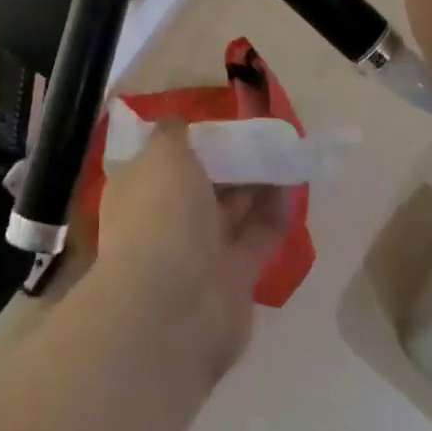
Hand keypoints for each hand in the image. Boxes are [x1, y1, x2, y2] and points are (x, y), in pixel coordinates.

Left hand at [93, 120, 292, 378]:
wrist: (173, 308)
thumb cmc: (160, 215)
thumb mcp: (162, 154)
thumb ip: (173, 134)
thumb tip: (176, 124)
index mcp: (138, 188)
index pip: (161, 158)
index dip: (189, 140)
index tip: (219, 121)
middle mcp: (164, 218)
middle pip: (201, 182)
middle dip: (228, 160)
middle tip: (261, 133)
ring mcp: (198, 251)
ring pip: (231, 209)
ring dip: (256, 182)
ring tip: (284, 152)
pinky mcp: (233, 277)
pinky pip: (257, 236)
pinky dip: (274, 212)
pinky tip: (293, 185)